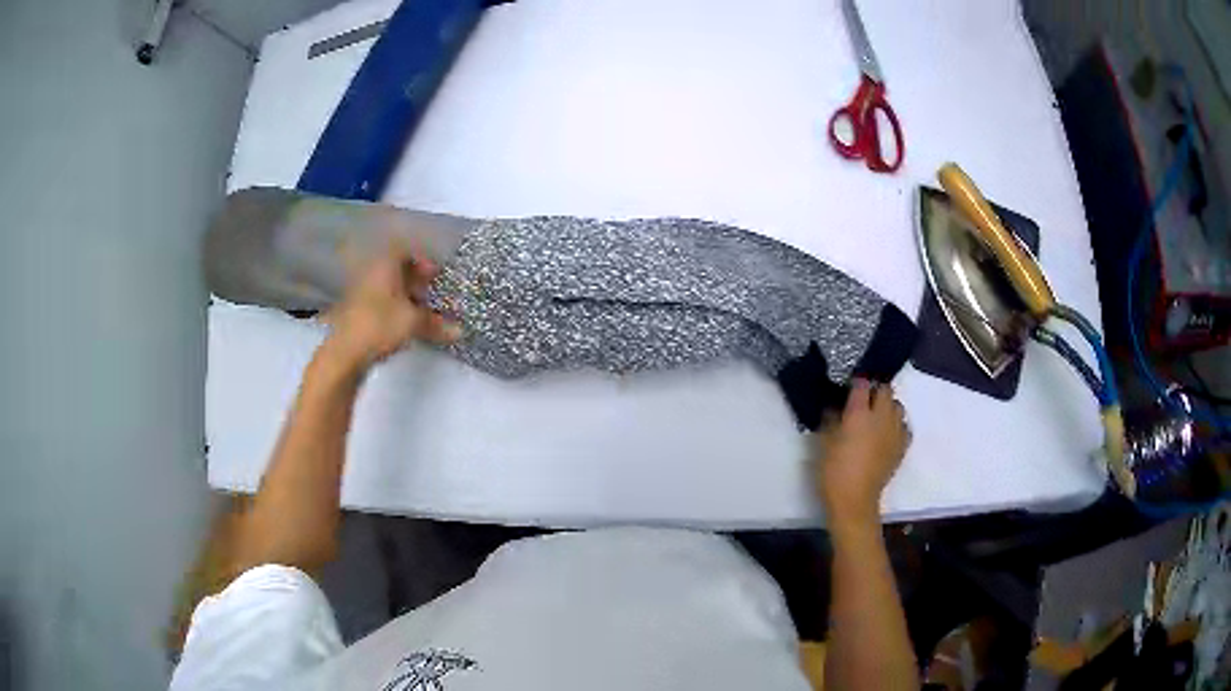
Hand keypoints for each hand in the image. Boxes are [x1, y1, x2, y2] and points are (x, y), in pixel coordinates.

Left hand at [322, 243, 460, 368]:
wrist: (344, 352)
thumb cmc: (380, 325)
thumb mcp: (413, 323)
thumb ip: (436, 324)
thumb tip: (460, 330)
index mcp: (385, 266)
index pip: (406, 252)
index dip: (423, 262)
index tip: (437, 276)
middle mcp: (372, 274)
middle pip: (397, 271)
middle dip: (417, 282)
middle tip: (433, 295)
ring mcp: (362, 294)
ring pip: (389, 289)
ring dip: (406, 298)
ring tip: (423, 313)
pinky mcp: (357, 314)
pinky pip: (381, 305)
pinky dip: (395, 311)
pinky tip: (405, 326)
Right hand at [813, 379, 910, 526]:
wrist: (855, 500)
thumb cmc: (834, 472)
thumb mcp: (824, 443)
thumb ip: (831, 420)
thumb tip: (835, 408)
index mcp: (859, 414)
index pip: (862, 384)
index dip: (856, 383)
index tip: (849, 388)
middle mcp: (881, 417)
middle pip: (885, 390)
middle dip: (875, 391)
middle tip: (864, 401)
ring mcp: (895, 431)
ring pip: (898, 406)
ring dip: (888, 407)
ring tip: (877, 417)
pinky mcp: (902, 446)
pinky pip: (904, 426)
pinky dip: (897, 425)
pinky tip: (887, 434)